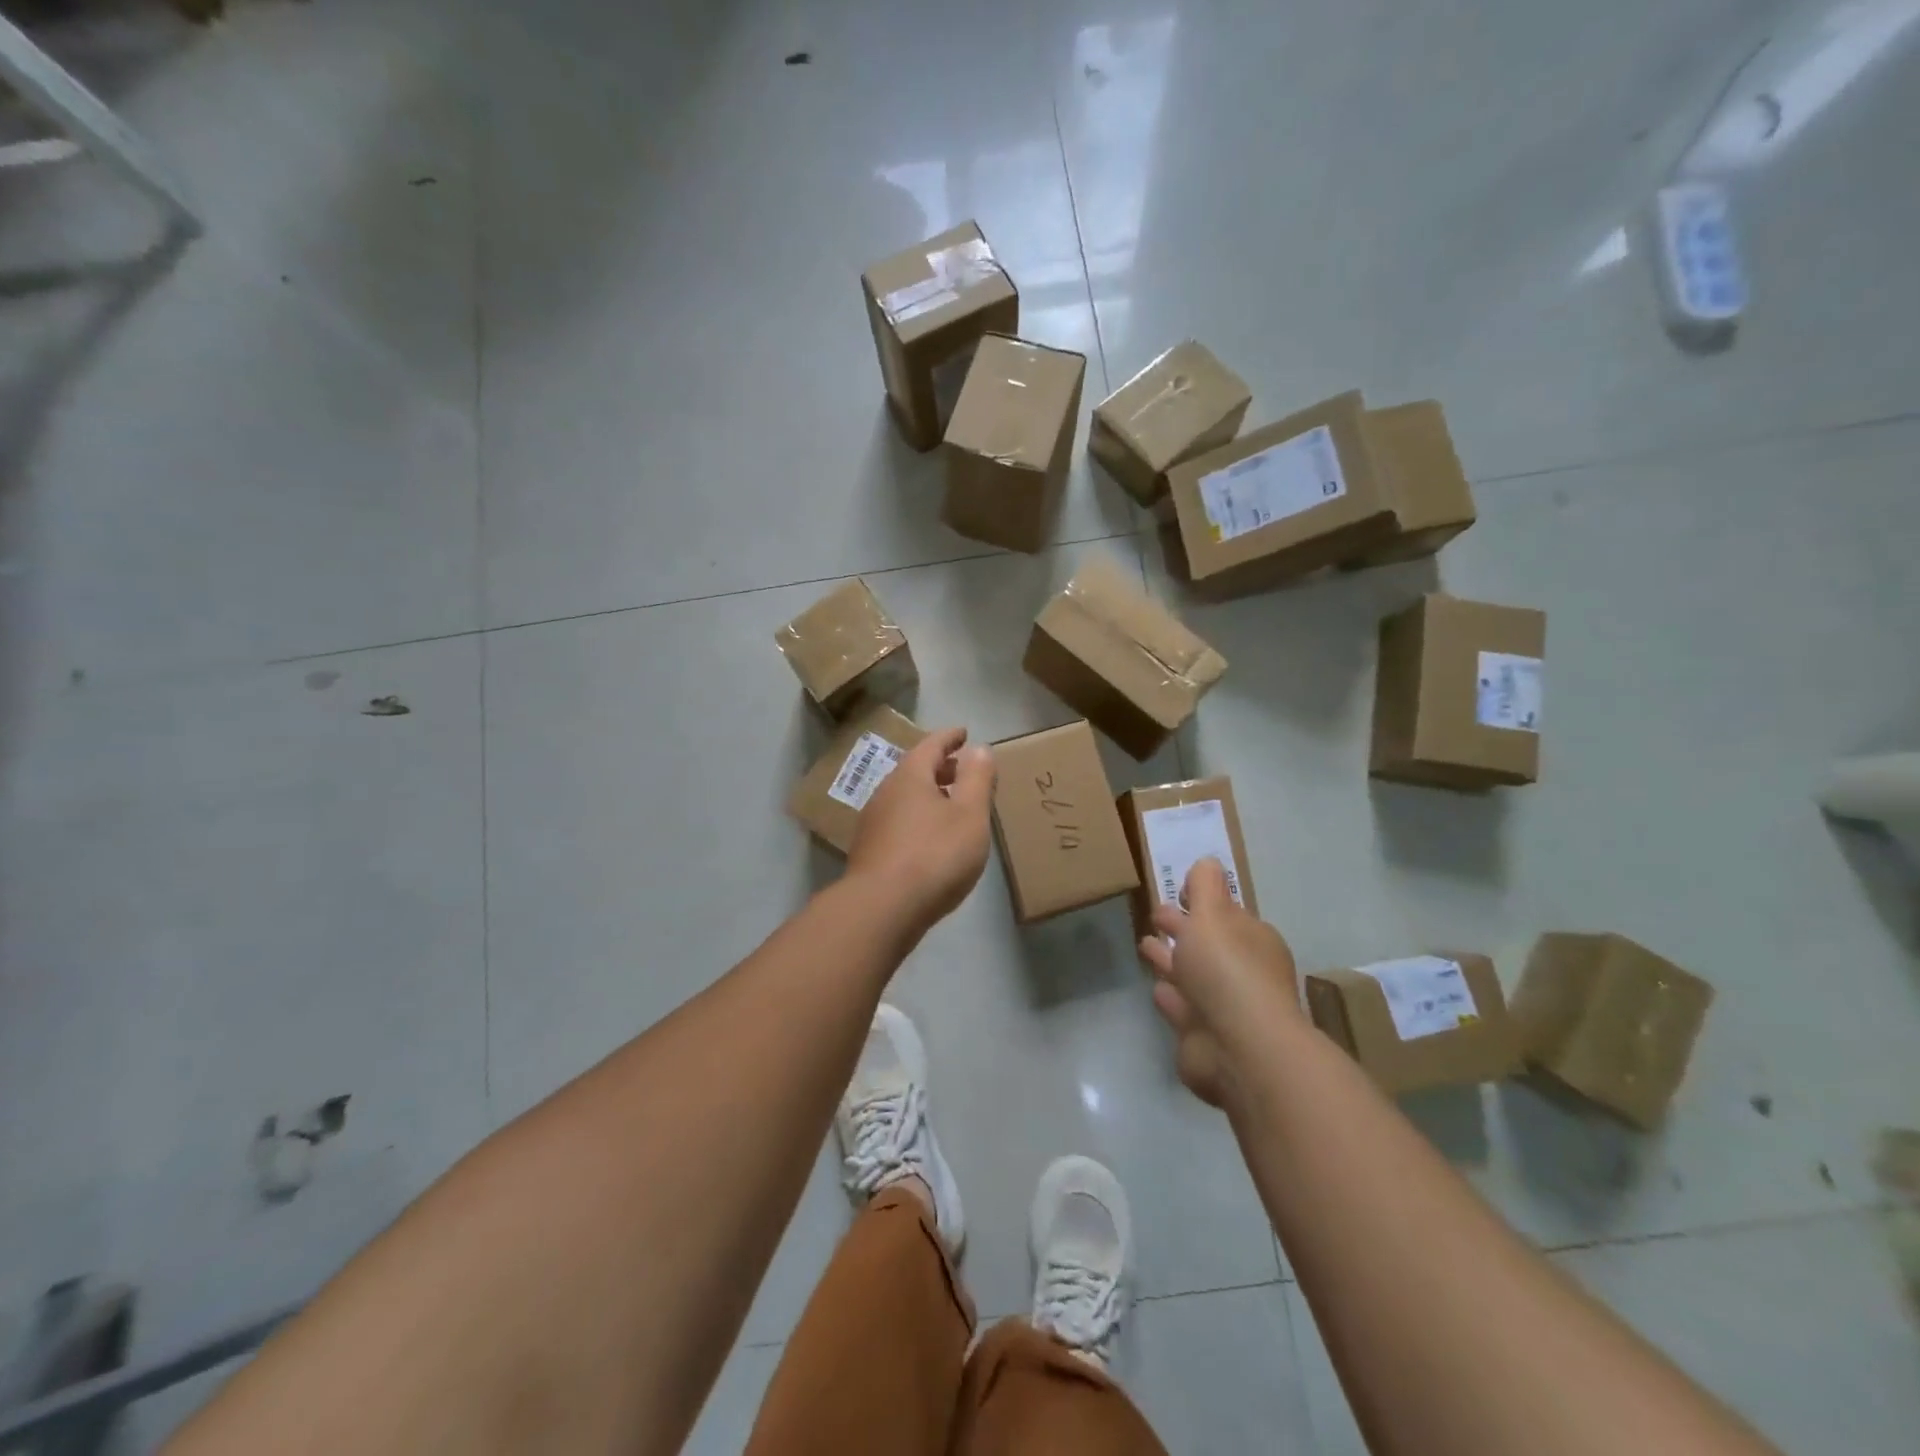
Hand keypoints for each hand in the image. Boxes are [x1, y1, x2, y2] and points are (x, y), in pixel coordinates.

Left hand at [847, 727, 995, 937]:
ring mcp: (873, 823)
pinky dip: (917, 819)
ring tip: (950, 804)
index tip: (964, 733)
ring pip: (905, 798)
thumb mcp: (969, 815)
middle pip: (915, 770)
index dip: (950, 737)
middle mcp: (886, 792)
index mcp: (910, 776)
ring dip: (928, 795)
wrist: (882, 908)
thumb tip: (979, 748)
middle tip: (962, 769)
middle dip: (940, 767)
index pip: (931, 745)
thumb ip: (977, 779)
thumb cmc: (934, 855)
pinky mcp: (869, 852)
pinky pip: (898, 822)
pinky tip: (930, 839)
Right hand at [1138, 858, 1300, 1107]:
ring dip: (1170, 961)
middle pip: (1205, 944)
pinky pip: (1181, 1007)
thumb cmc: (1227, 971)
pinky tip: (1156, 988)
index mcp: (1251, 940)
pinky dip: (1169, 996)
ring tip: (1145, 945)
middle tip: (1155, 916)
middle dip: (1182, 929)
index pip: (1224, 914)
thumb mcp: (1213, 914)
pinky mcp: (1201, 1036)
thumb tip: (1207, 862)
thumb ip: (1205, 886)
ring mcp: (1221, 1007)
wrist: (1239, 1048)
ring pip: (1190, 975)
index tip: (1177, 891)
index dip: (1202, 903)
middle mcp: (1240, 972)